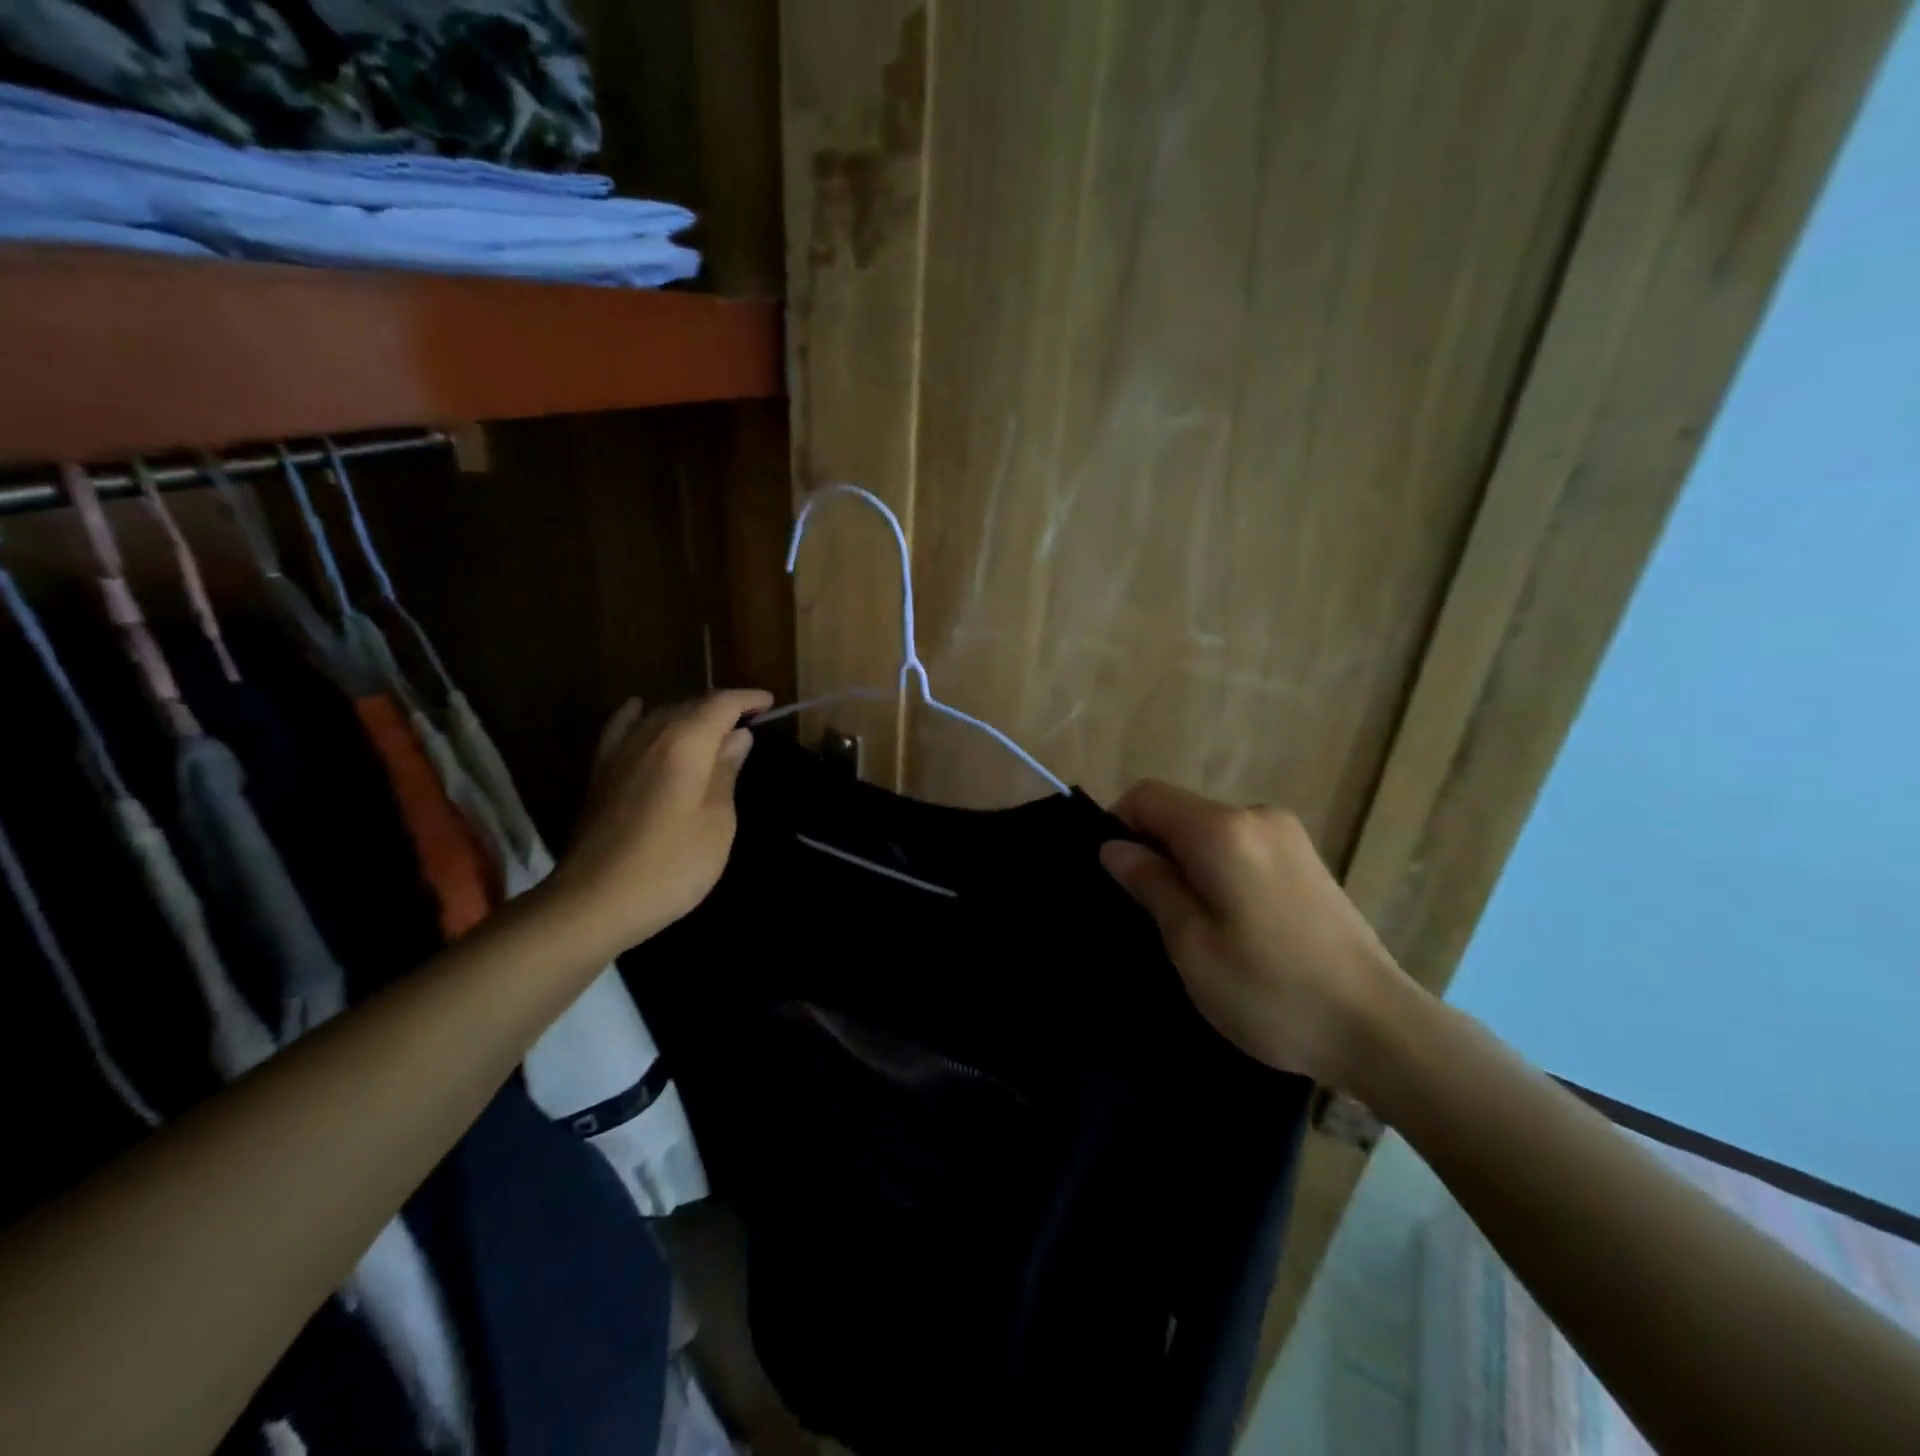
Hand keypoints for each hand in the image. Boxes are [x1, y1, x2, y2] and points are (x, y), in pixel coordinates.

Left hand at [552, 689, 772, 954]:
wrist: (594, 902)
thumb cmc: (671, 866)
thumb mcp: (718, 823)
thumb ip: (726, 773)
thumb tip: (738, 737)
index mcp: (685, 744)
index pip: (720, 704)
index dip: (747, 699)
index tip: (770, 704)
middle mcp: (650, 736)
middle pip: (690, 705)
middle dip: (722, 707)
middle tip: (749, 721)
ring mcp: (620, 753)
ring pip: (659, 715)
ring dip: (689, 714)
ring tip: (712, 728)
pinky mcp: (600, 773)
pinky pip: (620, 729)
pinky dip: (636, 715)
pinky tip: (639, 709)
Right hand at [1099, 780, 1413, 1087]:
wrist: (1380, 1029)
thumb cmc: (1270, 991)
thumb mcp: (1191, 944)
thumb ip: (1150, 884)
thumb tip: (1114, 847)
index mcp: (1223, 830)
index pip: (1148, 796)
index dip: (1118, 825)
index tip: (1116, 877)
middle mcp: (1257, 816)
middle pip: (1181, 812)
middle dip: (1155, 850)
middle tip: (1152, 915)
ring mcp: (1289, 835)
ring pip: (1211, 832)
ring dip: (1188, 864)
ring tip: (1195, 926)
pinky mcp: (1308, 859)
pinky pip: (1243, 847)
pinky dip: (1221, 870)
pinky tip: (1236, 923)